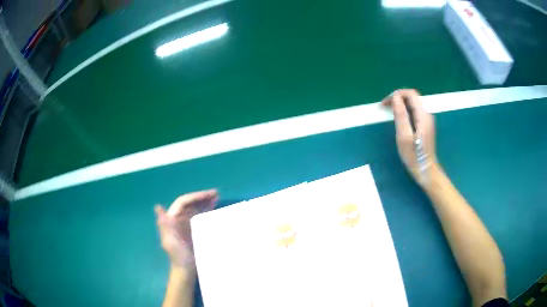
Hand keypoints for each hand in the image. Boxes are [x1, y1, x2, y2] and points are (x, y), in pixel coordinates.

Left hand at [155, 190, 217, 268]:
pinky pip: (199, 216)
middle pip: (190, 204)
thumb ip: (164, 225)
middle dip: (201, 197)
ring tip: (217, 197)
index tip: (208, 195)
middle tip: (216, 193)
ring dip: (204, 202)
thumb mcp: (170, 242)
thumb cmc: (178, 257)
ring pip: (195, 209)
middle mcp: (177, 219)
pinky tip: (213, 208)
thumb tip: (157, 207)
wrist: (186, 270)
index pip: (182, 203)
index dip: (195, 197)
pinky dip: (206, 211)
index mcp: (171, 220)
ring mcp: (185, 224)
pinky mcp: (192, 230)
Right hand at [382, 89, 437, 184]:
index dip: (397, 94)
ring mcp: (427, 120)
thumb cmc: (414, 156)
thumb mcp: (404, 137)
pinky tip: (399, 119)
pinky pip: (414, 111)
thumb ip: (401, 115)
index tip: (385, 104)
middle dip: (398, 98)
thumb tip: (395, 98)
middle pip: (412, 97)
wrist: (426, 171)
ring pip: (413, 104)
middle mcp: (427, 114)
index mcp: (423, 116)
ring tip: (389, 112)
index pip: (411, 94)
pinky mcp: (425, 125)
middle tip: (385, 107)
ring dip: (400, 104)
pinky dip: (405, 111)